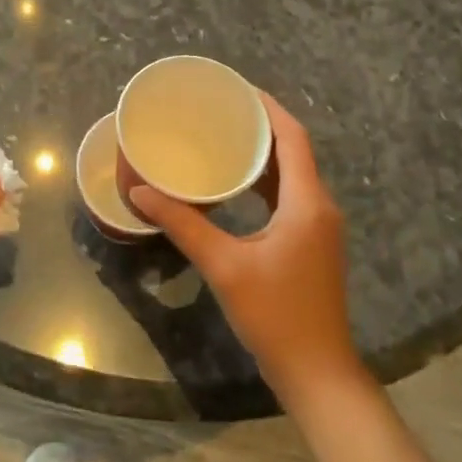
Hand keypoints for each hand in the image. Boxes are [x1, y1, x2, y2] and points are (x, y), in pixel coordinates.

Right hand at [130, 92, 364, 406]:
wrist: (317, 372)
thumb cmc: (275, 315)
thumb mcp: (224, 266)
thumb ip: (183, 224)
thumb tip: (141, 192)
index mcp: (307, 201)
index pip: (293, 137)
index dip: (269, 108)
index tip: (238, 89)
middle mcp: (320, 205)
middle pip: (295, 151)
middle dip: (262, 126)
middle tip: (222, 110)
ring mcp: (320, 227)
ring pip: (294, 174)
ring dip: (265, 154)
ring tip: (226, 137)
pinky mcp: (313, 244)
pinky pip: (291, 196)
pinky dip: (267, 181)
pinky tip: (238, 185)